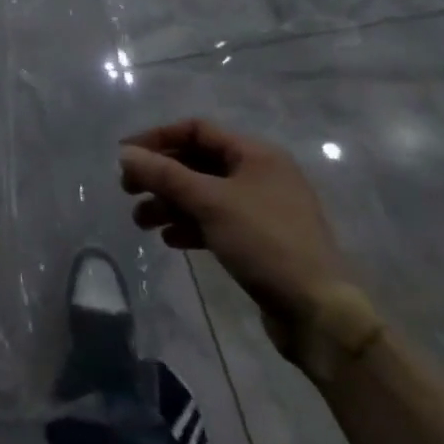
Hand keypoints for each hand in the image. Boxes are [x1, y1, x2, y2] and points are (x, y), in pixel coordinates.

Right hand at [120, 119, 350, 355]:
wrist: (318, 312)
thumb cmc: (265, 242)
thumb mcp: (210, 202)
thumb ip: (164, 175)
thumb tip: (125, 153)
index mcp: (256, 154)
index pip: (197, 130)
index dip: (158, 138)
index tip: (126, 156)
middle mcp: (259, 174)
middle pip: (197, 162)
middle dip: (160, 176)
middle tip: (127, 190)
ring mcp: (261, 208)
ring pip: (203, 194)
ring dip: (170, 203)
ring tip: (141, 222)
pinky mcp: (259, 240)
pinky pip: (215, 221)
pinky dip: (189, 225)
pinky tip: (170, 240)